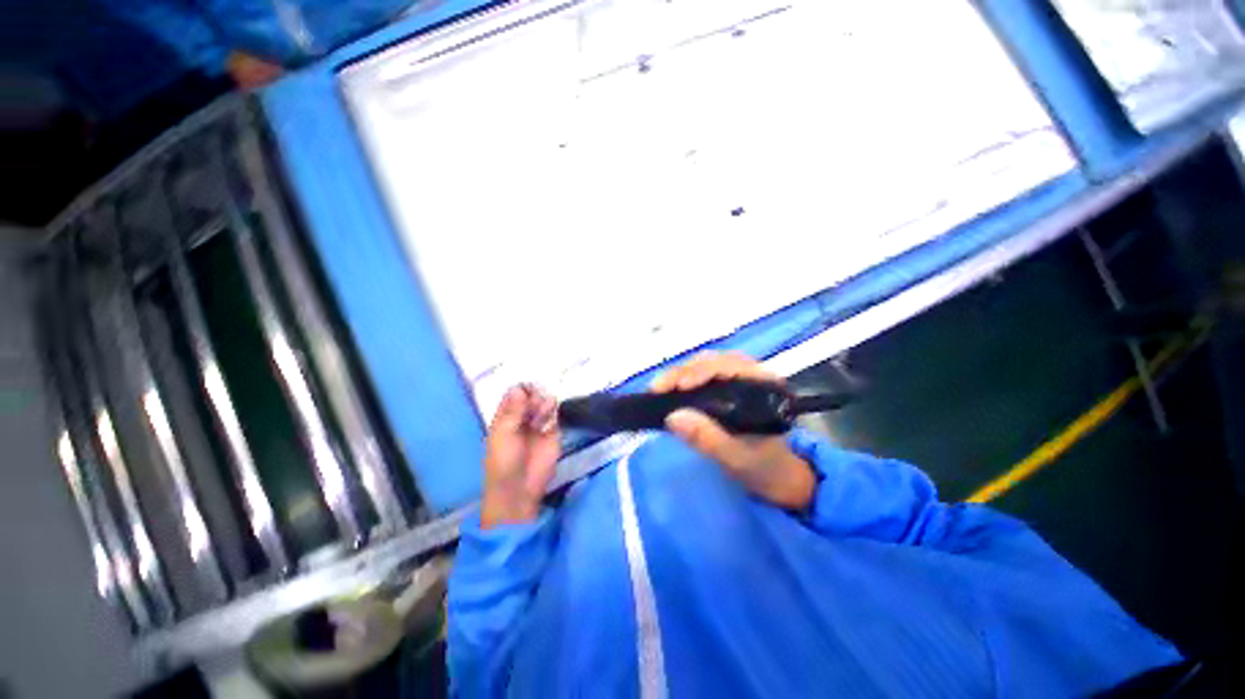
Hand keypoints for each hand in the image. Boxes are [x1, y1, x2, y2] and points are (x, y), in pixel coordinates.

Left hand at [481, 384, 560, 527]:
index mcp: (506, 417)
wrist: (520, 488)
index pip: (514, 395)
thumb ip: (513, 411)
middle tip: (535, 402)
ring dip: (544, 403)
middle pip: (531, 397)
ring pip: (544, 404)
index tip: (527, 390)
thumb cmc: (504, 462)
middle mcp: (523, 417)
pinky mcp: (553, 432)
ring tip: (545, 410)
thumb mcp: (503, 434)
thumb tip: (518, 388)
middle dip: (534, 396)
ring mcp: (539, 424)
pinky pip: (556, 416)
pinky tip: (552, 416)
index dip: (521, 390)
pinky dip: (554, 412)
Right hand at [653, 352, 815, 510]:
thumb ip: (707, 438)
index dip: (698, 372)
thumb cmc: (762, 465)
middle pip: (712, 361)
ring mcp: (737, 377)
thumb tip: (672, 416)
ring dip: (680, 373)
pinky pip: (701, 374)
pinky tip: (671, 389)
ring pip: (704, 364)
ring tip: (661, 389)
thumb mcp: (735, 457)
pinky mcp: (726, 385)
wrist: (777, 476)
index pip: (727, 365)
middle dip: (683, 371)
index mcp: (762, 383)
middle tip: (659, 388)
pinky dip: (683, 379)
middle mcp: (751, 373)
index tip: (676, 387)